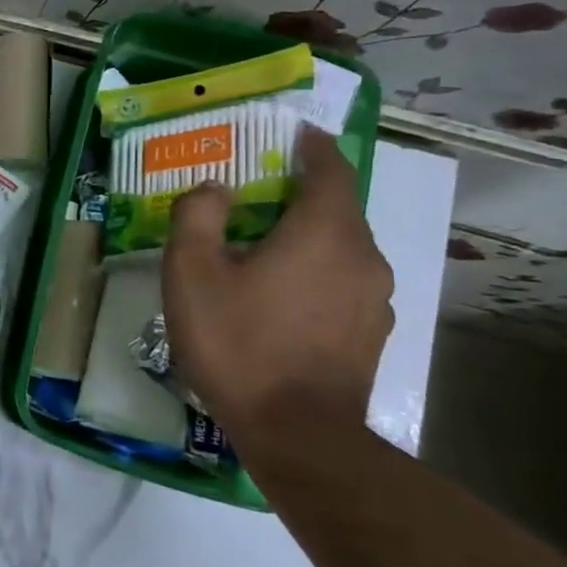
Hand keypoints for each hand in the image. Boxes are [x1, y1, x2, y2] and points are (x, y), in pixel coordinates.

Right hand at [160, 128, 394, 449]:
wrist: (297, 433)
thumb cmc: (238, 342)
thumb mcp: (192, 273)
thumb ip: (198, 216)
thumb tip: (215, 188)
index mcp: (324, 233)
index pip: (332, 169)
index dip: (315, 146)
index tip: (295, 132)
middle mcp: (363, 256)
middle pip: (339, 207)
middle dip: (303, 191)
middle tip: (259, 190)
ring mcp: (374, 297)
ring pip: (343, 246)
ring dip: (309, 233)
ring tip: (266, 243)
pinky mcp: (371, 331)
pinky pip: (344, 279)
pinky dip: (317, 268)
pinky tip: (283, 292)